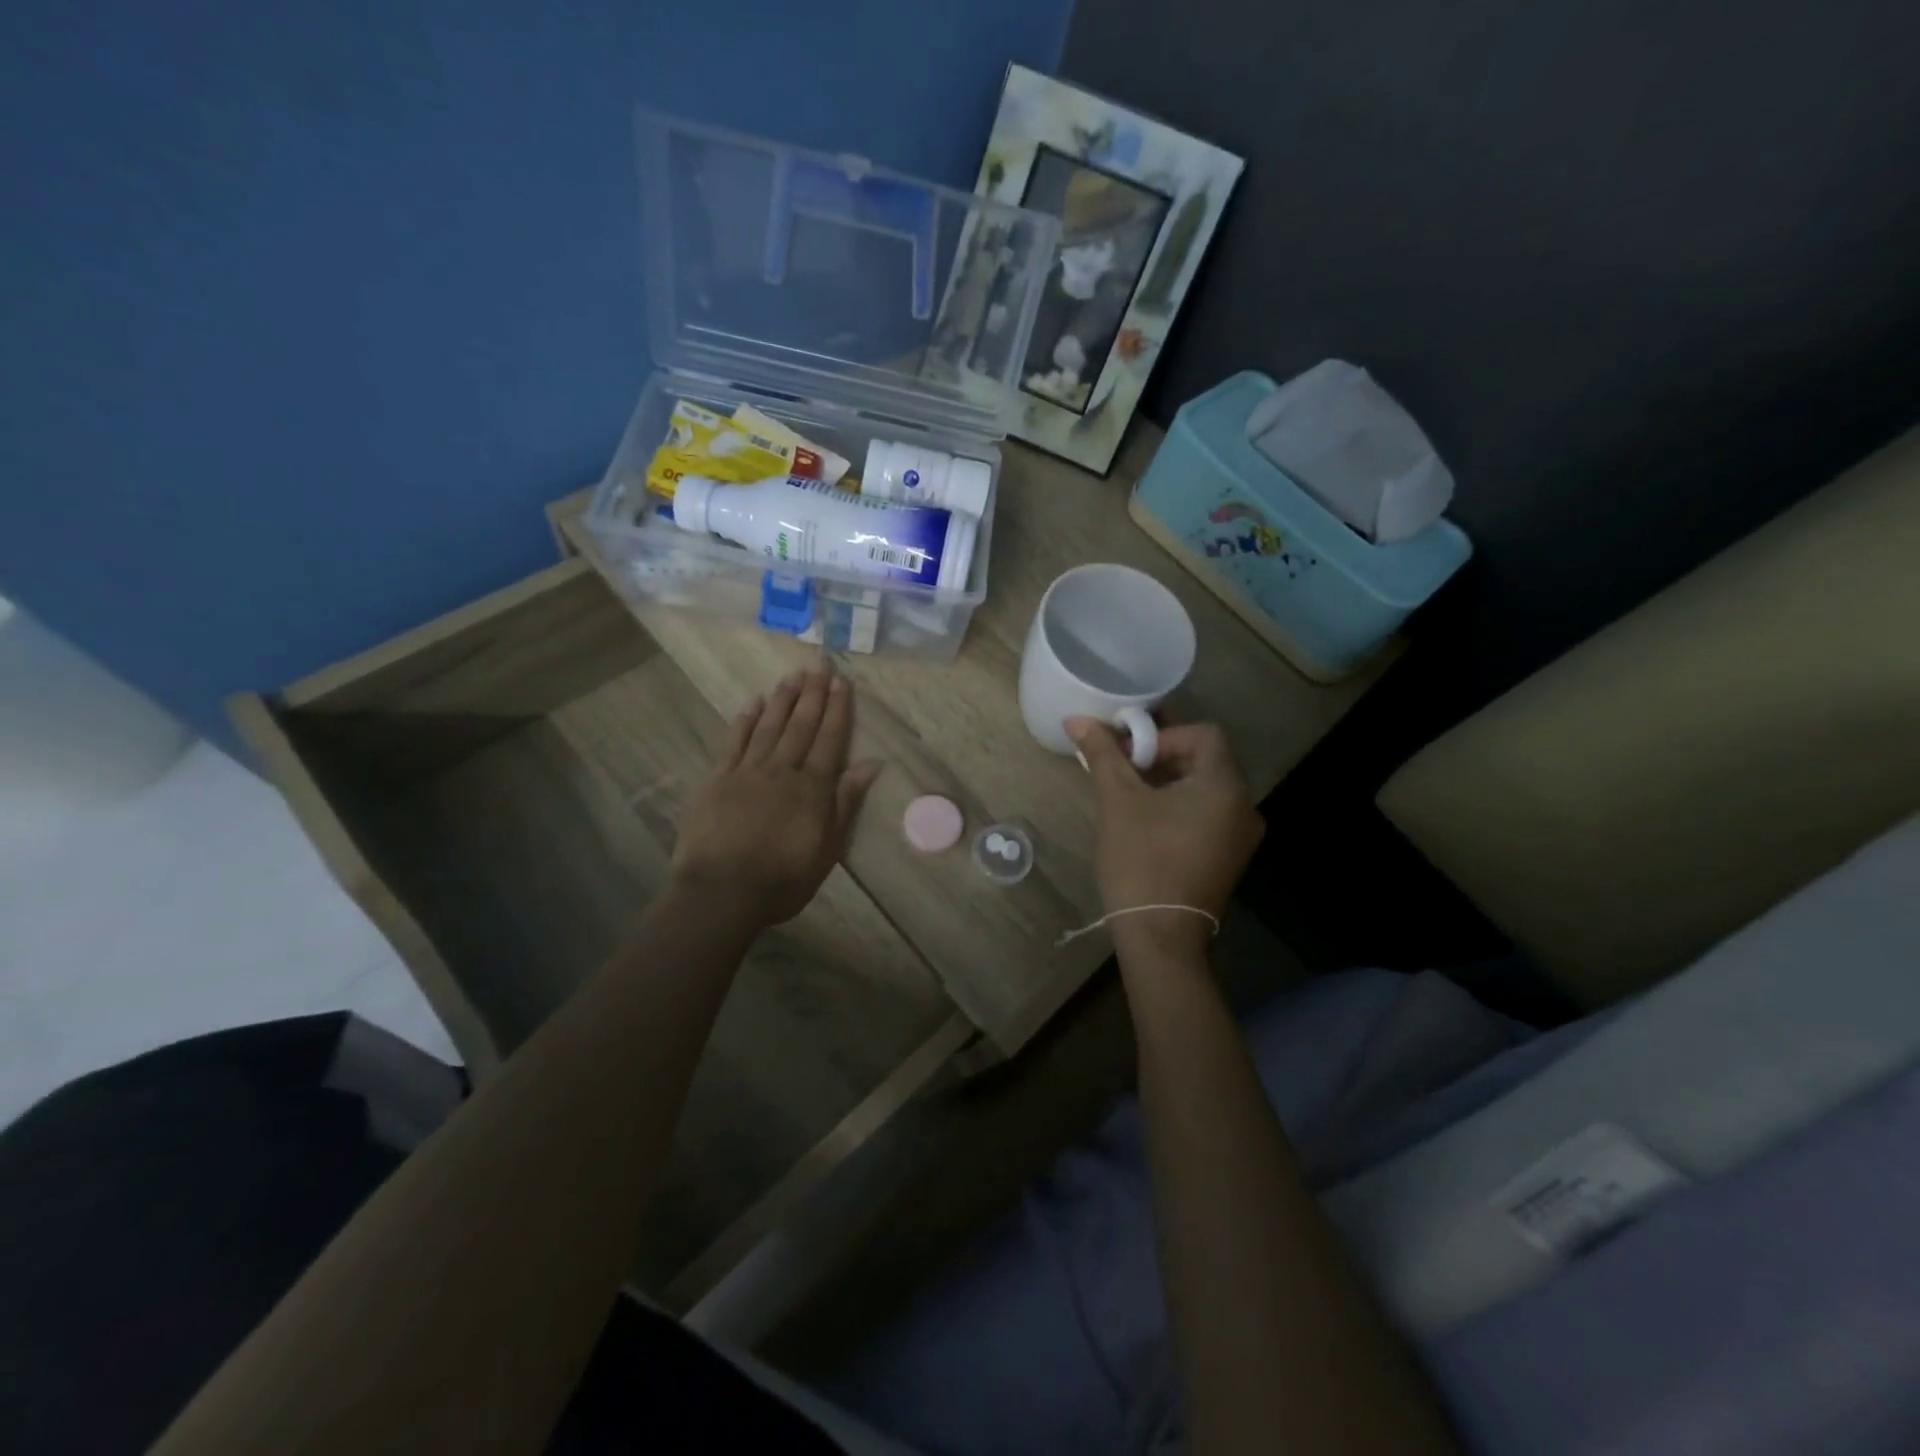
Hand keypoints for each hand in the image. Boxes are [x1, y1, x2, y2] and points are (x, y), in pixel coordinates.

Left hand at [672, 656, 881, 926]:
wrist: (721, 892)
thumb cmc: (783, 879)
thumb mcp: (828, 848)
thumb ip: (846, 803)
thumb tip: (871, 764)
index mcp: (812, 787)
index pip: (830, 739)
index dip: (837, 710)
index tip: (841, 682)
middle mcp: (782, 770)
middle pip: (800, 725)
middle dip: (813, 693)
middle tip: (819, 664)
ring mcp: (747, 771)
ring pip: (769, 726)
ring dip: (783, 699)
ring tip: (793, 675)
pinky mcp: (717, 779)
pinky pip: (734, 742)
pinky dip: (745, 721)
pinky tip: (753, 704)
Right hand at [1068, 717, 1264, 952]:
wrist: (1160, 936)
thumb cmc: (1141, 860)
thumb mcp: (1118, 800)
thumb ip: (1103, 754)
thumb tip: (1077, 719)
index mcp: (1226, 786)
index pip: (1203, 734)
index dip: (1164, 734)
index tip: (1129, 755)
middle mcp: (1245, 806)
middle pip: (1206, 759)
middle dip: (1162, 757)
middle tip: (1123, 770)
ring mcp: (1240, 836)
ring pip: (1205, 789)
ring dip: (1168, 782)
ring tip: (1130, 794)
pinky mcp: (1229, 858)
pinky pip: (1208, 815)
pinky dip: (1180, 807)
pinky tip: (1148, 822)